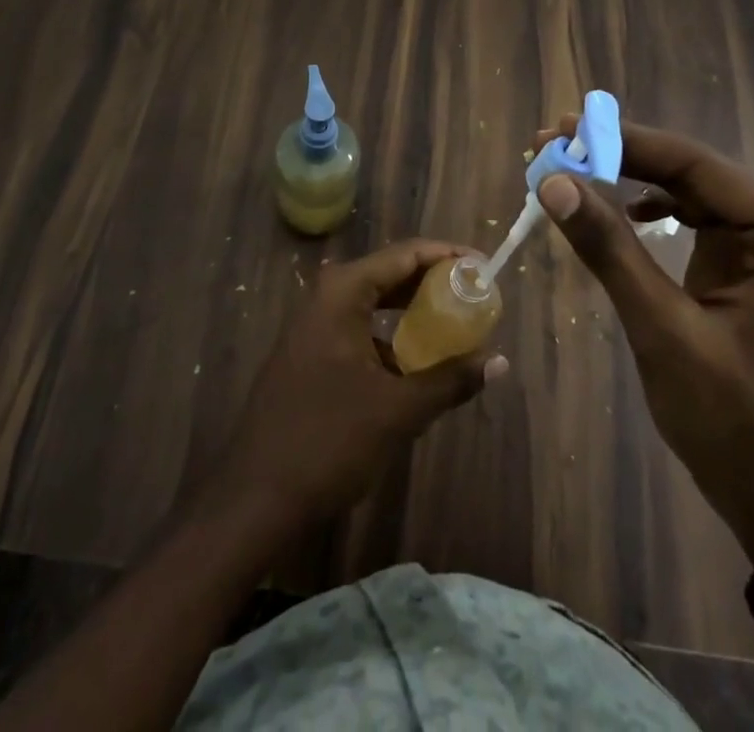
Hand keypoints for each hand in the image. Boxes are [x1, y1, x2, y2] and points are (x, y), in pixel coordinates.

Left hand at [210, 240, 508, 527]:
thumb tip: (498, 362)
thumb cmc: (328, 441)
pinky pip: (361, 331)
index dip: (448, 256)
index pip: (405, 255)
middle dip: (434, 284)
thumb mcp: (398, 411)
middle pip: (390, 275)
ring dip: (414, 314)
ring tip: (457, 329)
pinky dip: (392, 340)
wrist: (255, 499)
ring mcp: (314, 326)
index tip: (485, 269)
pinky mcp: (311, 355)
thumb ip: (450, 380)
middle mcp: (326, 297)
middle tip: (477, 299)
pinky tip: (418, 367)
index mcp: (342, 292)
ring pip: (375, 305)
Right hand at [535, 116, 753, 615]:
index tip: (559, 130)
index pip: (694, 163)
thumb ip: (609, 249)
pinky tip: (630, 216)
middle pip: (695, 173)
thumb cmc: (737, 426)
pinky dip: (660, 213)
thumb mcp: (663, 331)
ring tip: (577, 174)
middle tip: (556, 149)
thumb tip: (553, 181)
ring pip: (697, 194)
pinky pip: (706, 223)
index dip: (622, 140)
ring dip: (636, 182)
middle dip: (623, 158)